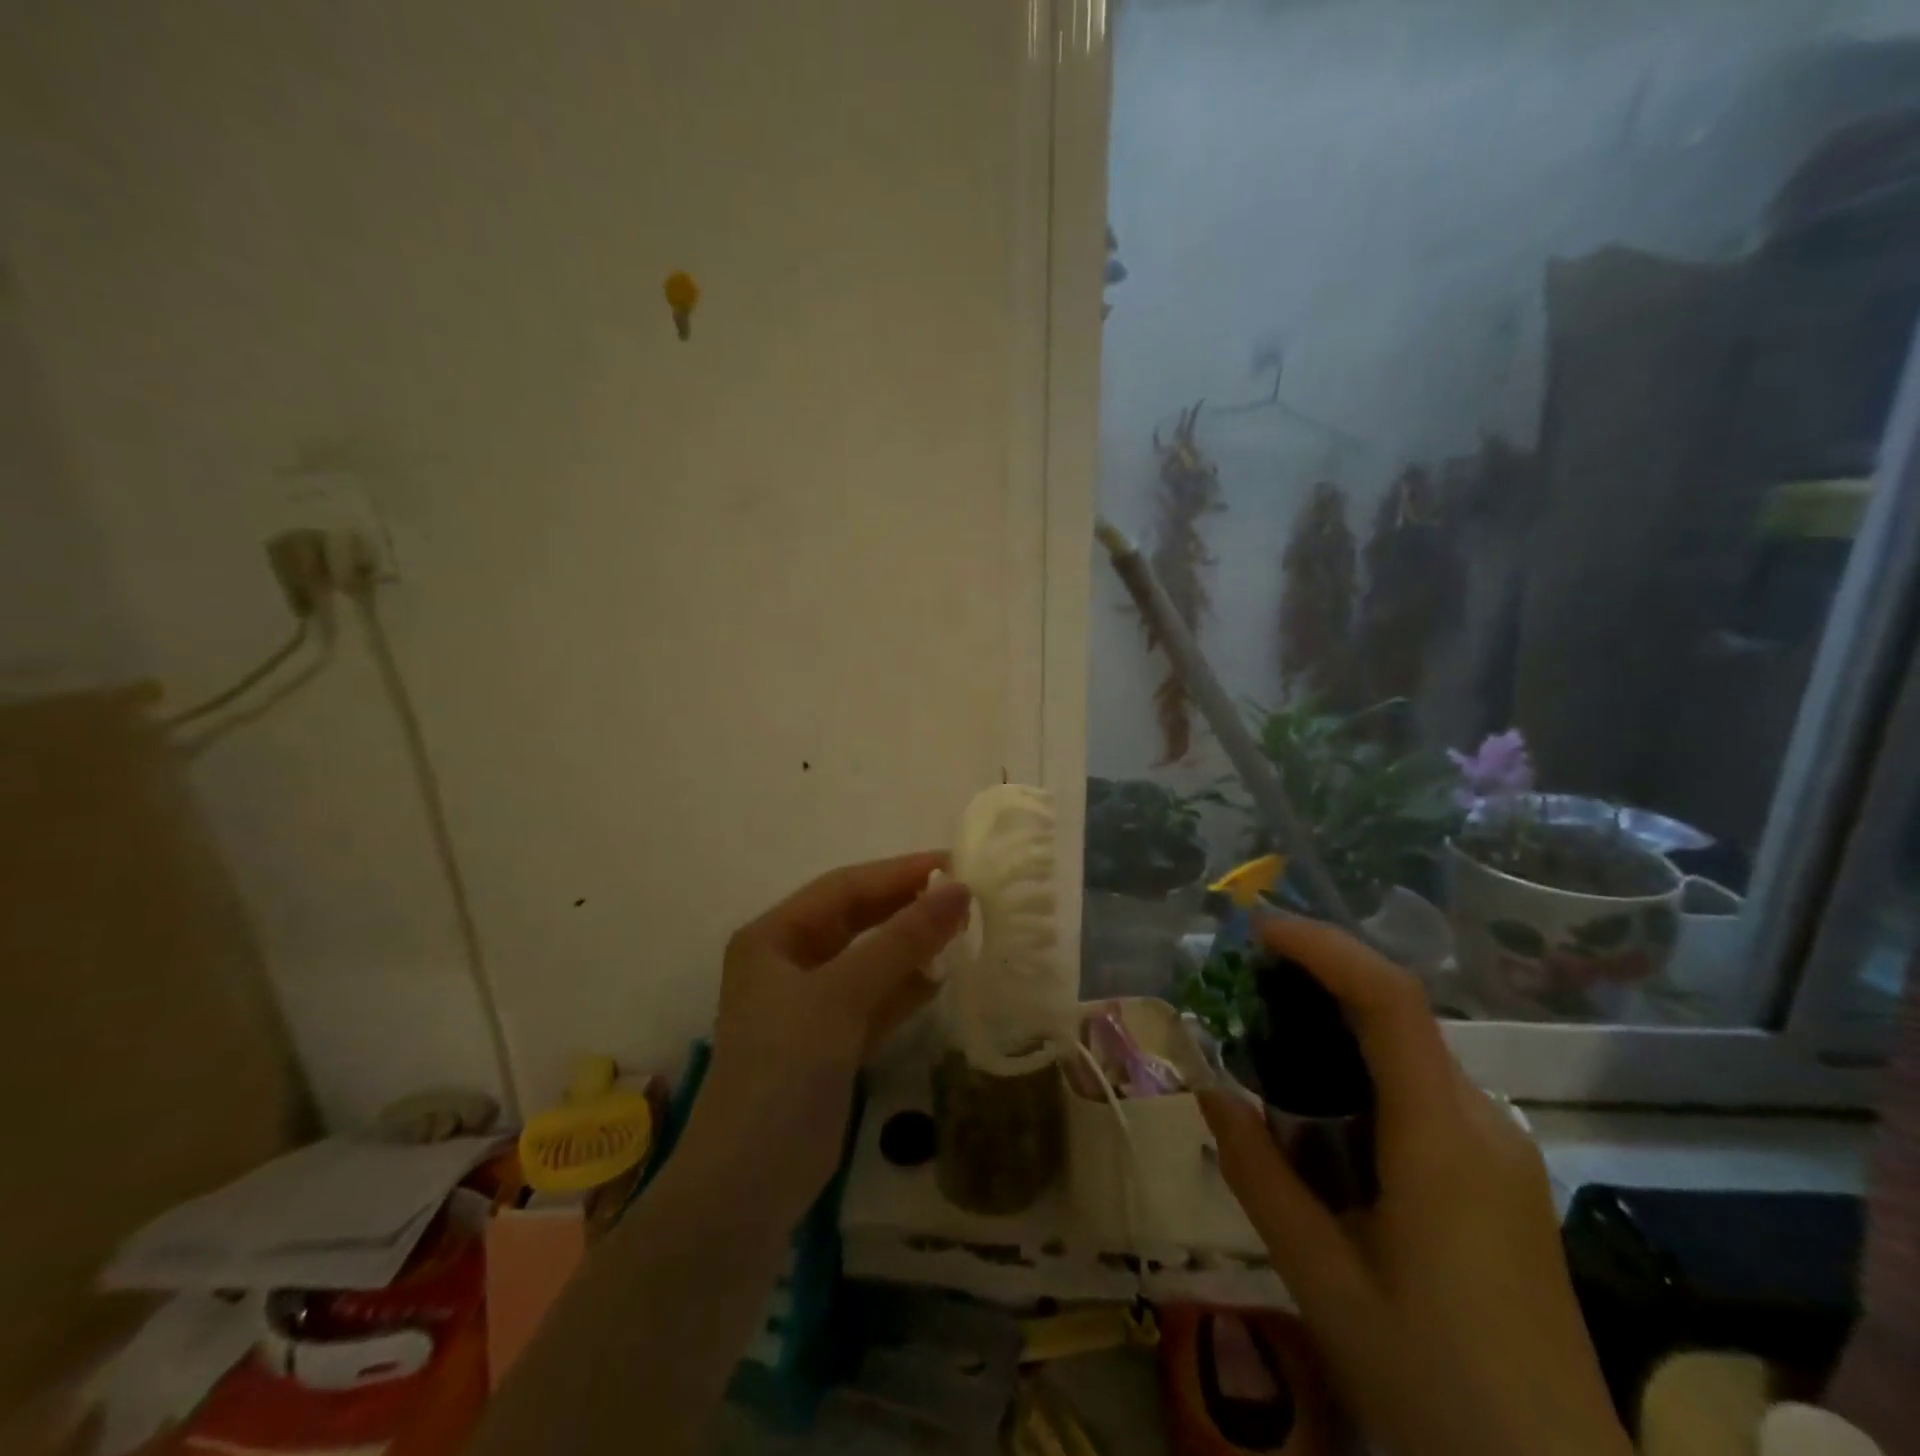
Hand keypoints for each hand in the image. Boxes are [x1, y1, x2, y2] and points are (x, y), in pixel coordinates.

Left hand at [686, 852, 971, 1221]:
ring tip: (964, 929)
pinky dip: (906, 988)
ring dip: (911, 946)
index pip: (843, 888)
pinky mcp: (831, 1042)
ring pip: (870, 959)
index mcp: (774, 937)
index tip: (956, 864)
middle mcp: (789, 962)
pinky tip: (943, 977)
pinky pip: (876, 999)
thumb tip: (960, 890)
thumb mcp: (841, 996)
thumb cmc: (784, 1072)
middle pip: (857, 920)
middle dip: (907, 906)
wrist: (748, 1188)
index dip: (898, 873)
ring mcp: (811, 1005)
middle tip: (966, 895)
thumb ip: (902, 942)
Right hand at [1199, 917, 1630, 1455]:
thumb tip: (1208, 1091)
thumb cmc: (1434, 1382)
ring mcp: (1500, 1147)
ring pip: (1409, 1049)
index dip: (1325, 948)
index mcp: (1442, 1138)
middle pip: (1398, 1013)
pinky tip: (1320, 1110)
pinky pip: (1423, 1088)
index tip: (1259, 931)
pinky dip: (1363, 1067)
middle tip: (1242, 984)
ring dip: (1337, 1025)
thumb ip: (1258, 1175)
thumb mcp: (1322, 1280)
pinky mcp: (1500, 1173)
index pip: (1390, 1001)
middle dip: (1318, 978)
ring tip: (1266, 1041)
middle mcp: (1482, 1122)